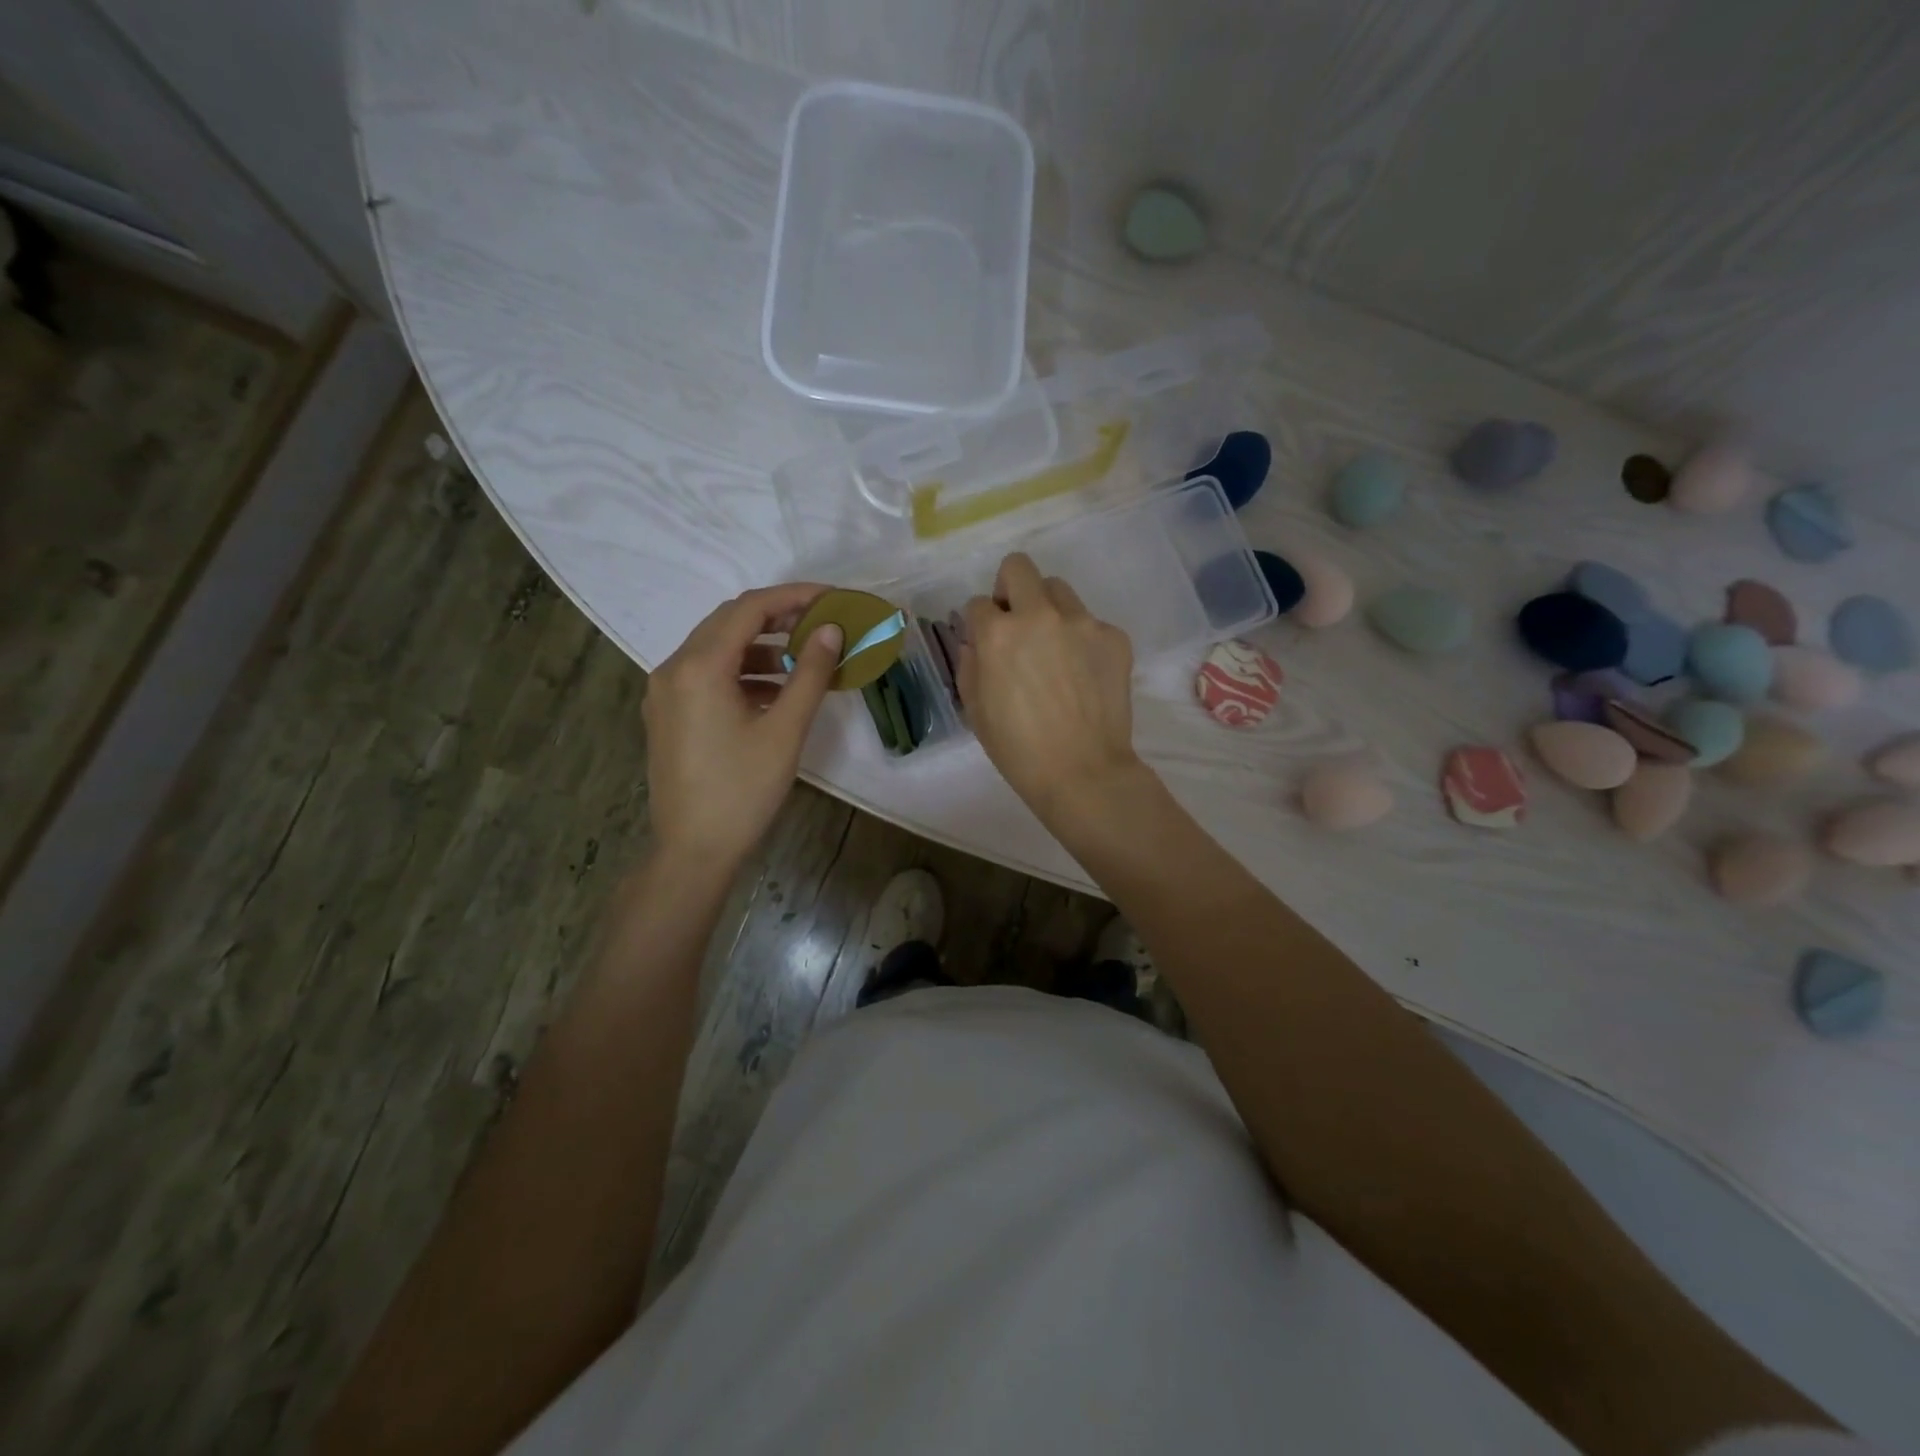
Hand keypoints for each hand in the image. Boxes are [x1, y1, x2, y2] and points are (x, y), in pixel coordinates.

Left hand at [642, 584, 841, 869]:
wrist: (694, 850)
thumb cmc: (743, 790)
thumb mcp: (785, 730)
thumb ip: (810, 673)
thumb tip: (831, 630)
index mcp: (699, 667)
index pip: (749, 608)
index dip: (794, 596)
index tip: (832, 598)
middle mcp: (673, 668)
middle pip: (729, 622)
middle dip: (777, 617)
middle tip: (821, 623)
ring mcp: (665, 692)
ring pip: (716, 649)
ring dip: (760, 647)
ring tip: (804, 659)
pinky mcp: (667, 714)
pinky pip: (706, 675)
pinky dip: (742, 672)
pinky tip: (775, 692)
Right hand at [959, 553, 1142, 823]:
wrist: (1083, 772)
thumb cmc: (1018, 749)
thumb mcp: (975, 709)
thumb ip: (970, 664)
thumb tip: (977, 642)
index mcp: (998, 634)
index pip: (978, 604)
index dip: (979, 624)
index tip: (986, 643)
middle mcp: (1039, 616)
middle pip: (1018, 568)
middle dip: (1010, 588)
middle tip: (1016, 622)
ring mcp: (1082, 623)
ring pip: (1058, 589)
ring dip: (1048, 609)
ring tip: (1053, 648)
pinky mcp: (1114, 637)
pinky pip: (1090, 623)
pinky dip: (1082, 639)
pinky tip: (1083, 674)